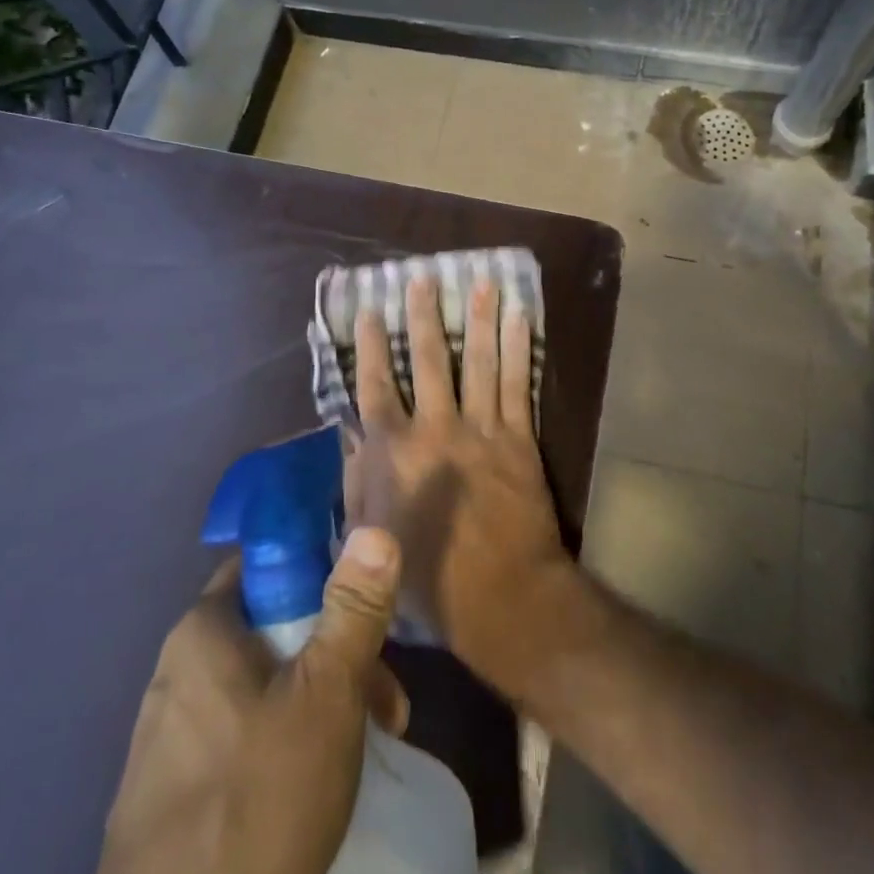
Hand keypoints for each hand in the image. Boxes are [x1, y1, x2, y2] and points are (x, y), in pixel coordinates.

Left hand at [88, 529, 407, 873]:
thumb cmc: (257, 804)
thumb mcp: (326, 695)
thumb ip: (353, 610)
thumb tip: (373, 528)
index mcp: (202, 632)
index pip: (266, 564)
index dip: (322, 574)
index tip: (365, 615)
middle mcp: (175, 672)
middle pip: (272, 631)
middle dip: (336, 655)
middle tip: (386, 705)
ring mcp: (166, 738)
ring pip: (261, 688)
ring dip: (318, 703)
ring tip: (368, 750)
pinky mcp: (167, 797)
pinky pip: (239, 738)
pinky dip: (284, 744)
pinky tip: (314, 789)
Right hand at [348, 275, 575, 698]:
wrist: (502, 596)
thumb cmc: (427, 575)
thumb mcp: (370, 535)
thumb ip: (359, 480)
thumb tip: (353, 434)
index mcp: (394, 451)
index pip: (375, 386)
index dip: (369, 346)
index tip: (368, 310)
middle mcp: (435, 428)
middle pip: (427, 360)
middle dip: (422, 316)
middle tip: (422, 277)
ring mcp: (480, 428)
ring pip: (477, 361)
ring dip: (477, 318)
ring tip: (480, 281)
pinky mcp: (518, 437)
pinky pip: (517, 383)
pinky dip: (519, 348)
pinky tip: (520, 317)